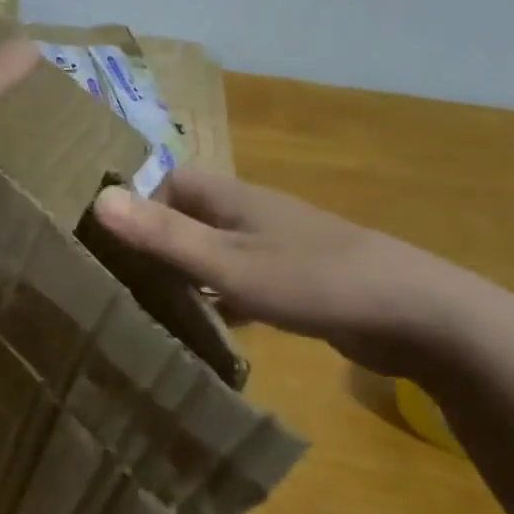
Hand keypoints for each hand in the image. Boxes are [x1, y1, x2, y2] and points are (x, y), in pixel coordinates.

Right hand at [91, 168, 479, 377]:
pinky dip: (224, 301)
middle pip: (192, 217)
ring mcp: (280, 248)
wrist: (415, 313)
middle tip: (129, 284)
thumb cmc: (312, 279)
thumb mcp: (228, 263)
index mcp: (234, 199)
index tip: (119, 247)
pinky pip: (245, 283)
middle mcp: (253, 215)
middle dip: (161, 244)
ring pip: (218, 252)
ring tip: (158, 311)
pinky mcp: (299, 281)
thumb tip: (97, 201)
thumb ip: (164, 236)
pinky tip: (214, 331)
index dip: (143, 206)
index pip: (173, 182)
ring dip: (191, 274)